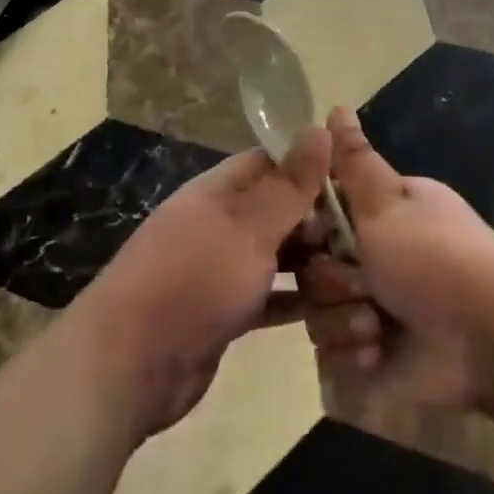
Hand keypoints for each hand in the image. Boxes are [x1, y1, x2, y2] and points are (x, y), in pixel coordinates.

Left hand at [76, 130, 329, 439]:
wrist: (127, 366)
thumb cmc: (193, 280)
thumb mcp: (249, 227)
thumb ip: (289, 183)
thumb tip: (320, 126)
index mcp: (219, 191)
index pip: (273, 161)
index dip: (313, 166)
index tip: (357, 182)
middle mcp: (219, 223)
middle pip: (277, 209)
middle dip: (318, 219)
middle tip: (366, 237)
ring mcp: (218, 269)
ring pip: (275, 254)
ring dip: (310, 262)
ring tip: (358, 272)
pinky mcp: (222, 312)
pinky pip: (267, 297)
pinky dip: (294, 300)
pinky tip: (330, 309)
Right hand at [300, 108, 493, 412]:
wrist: (488, 340)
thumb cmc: (434, 259)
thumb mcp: (388, 200)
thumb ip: (354, 159)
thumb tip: (337, 106)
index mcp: (381, 217)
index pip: (321, 216)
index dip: (311, 228)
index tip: (318, 237)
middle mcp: (375, 261)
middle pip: (314, 268)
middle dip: (333, 281)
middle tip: (363, 286)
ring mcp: (373, 311)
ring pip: (318, 314)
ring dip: (343, 321)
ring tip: (376, 329)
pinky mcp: (373, 361)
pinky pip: (332, 358)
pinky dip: (352, 357)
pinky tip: (377, 356)